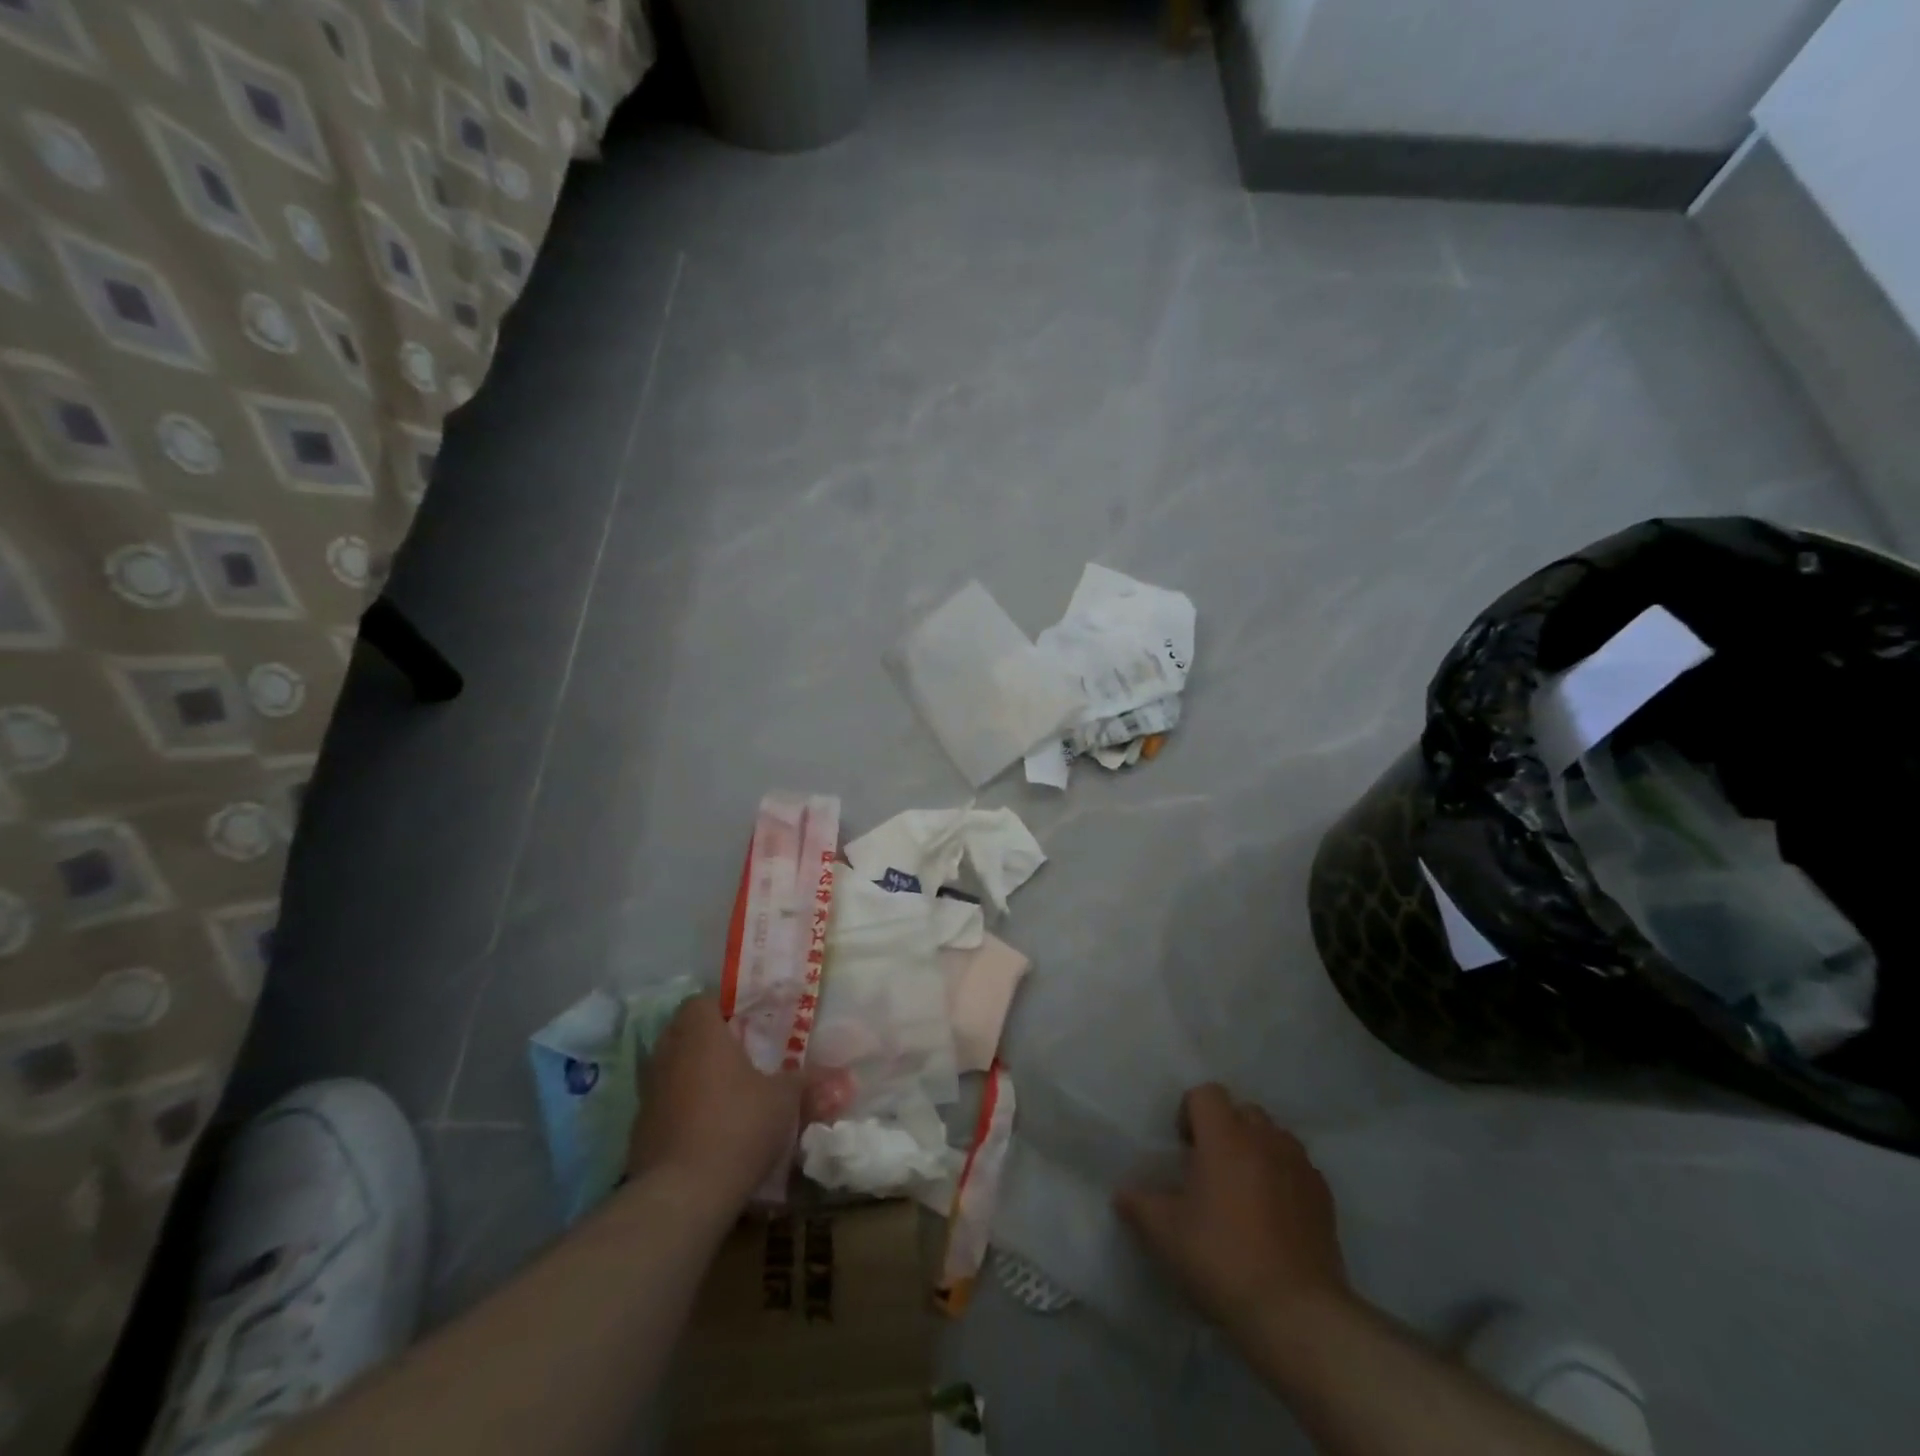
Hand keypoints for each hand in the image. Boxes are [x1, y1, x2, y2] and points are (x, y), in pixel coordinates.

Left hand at [626, 994, 801, 1214]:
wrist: (682, 1195)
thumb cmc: (737, 1126)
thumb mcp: (784, 1100)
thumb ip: (805, 1081)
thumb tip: (839, 1076)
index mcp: (700, 1034)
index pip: (701, 1001)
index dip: (723, 1007)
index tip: (748, 1021)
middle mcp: (667, 1054)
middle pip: (683, 1032)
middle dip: (708, 1039)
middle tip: (741, 1052)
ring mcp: (648, 1093)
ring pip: (671, 1068)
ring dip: (693, 1073)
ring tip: (727, 1091)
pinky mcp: (639, 1130)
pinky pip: (664, 1104)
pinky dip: (682, 1107)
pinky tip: (708, 1126)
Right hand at [1115, 1084, 1349, 1338]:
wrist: (1296, 1313)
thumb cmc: (1222, 1260)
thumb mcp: (1166, 1235)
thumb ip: (1139, 1205)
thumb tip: (1122, 1193)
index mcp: (1225, 1137)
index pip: (1206, 1093)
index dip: (1190, 1113)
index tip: (1184, 1149)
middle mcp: (1264, 1139)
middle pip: (1243, 1111)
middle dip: (1226, 1130)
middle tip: (1212, 1169)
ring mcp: (1299, 1166)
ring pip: (1274, 1136)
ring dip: (1257, 1150)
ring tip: (1245, 1190)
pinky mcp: (1324, 1197)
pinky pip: (1298, 1168)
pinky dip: (1284, 1177)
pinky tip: (1274, 1216)